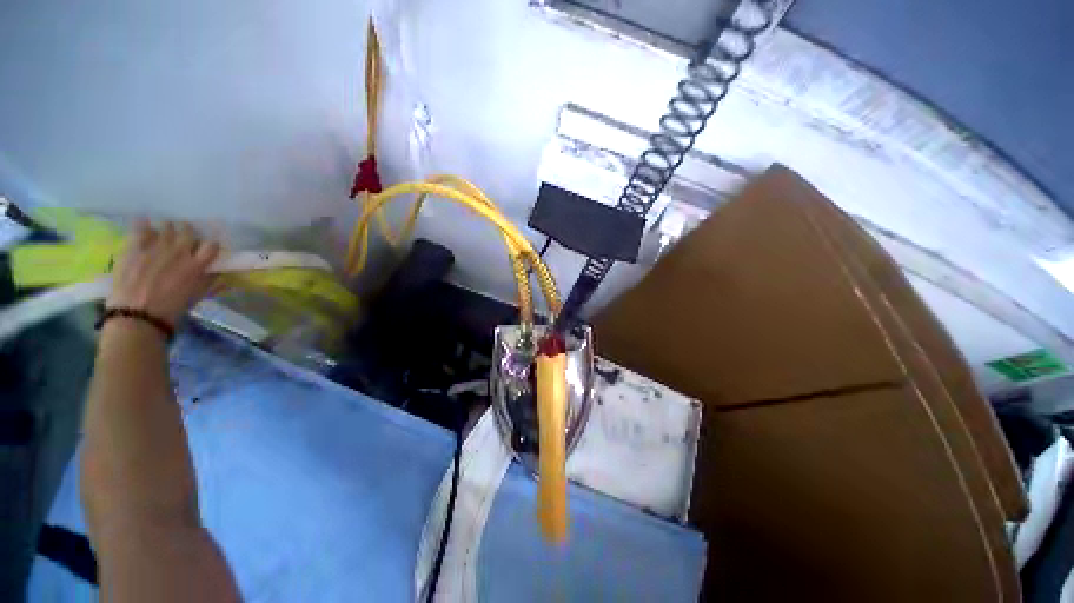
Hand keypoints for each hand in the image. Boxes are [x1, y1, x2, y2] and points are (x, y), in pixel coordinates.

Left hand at [107, 220, 221, 326]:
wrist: (137, 316)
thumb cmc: (171, 310)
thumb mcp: (197, 296)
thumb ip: (209, 281)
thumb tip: (219, 272)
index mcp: (197, 265)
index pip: (212, 245)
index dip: (210, 245)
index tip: (206, 249)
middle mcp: (180, 252)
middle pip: (188, 230)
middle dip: (188, 232)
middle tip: (184, 237)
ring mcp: (156, 247)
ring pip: (167, 226)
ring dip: (168, 228)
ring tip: (164, 233)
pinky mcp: (135, 247)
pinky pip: (141, 227)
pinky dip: (144, 224)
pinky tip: (144, 224)